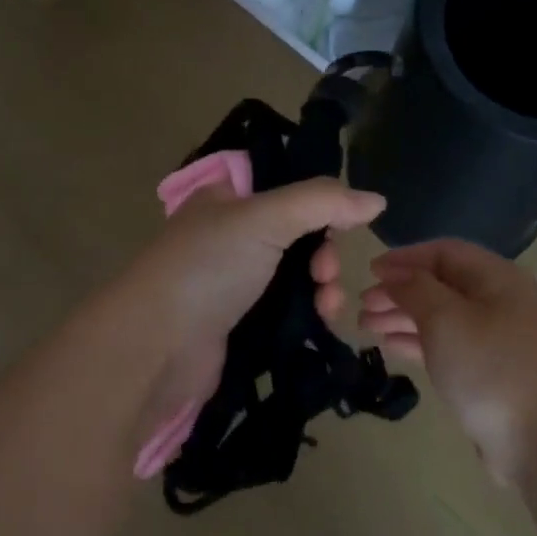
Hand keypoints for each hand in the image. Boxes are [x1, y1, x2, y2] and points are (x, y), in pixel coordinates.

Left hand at [122, 178, 384, 445]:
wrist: (159, 345)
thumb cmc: (208, 268)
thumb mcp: (264, 218)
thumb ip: (322, 202)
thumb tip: (377, 201)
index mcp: (227, 199)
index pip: (287, 190)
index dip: (320, 206)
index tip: (339, 226)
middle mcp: (229, 236)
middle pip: (298, 235)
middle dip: (324, 254)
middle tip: (324, 274)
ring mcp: (233, 282)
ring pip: (297, 276)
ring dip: (323, 287)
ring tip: (327, 307)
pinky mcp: (239, 322)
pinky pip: (287, 309)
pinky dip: (309, 313)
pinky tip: (321, 323)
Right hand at [359, 239, 536, 483]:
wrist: (534, 439)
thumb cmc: (487, 368)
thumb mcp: (445, 319)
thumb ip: (415, 289)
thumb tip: (395, 274)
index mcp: (497, 278)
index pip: (444, 252)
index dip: (404, 258)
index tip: (368, 271)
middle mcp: (499, 301)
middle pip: (441, 284)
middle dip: (399, 290)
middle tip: (361, 304)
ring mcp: (495, 337)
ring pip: (440, 315)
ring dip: (402, 316)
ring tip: (365, 326)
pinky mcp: (487, 368)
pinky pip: (446, 343)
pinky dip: (416, 340)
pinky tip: (389, 345)